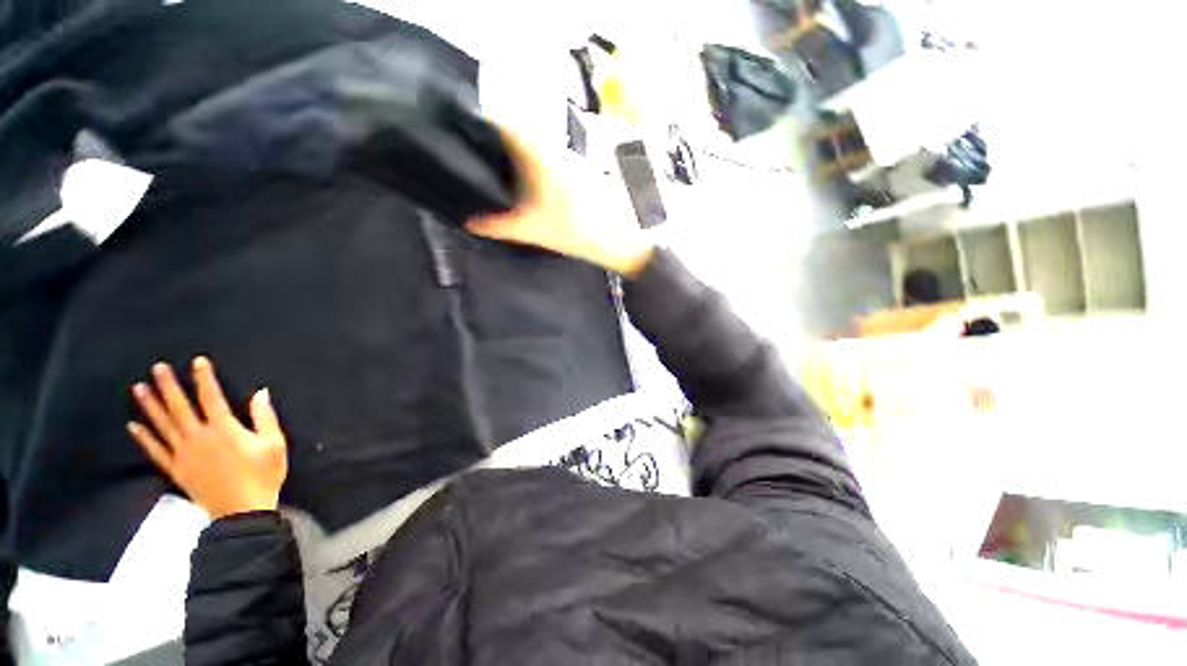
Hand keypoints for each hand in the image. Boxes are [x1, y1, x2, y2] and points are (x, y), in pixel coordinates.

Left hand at [128, 357, 287, 518]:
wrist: (242, 511)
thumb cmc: (263, 475)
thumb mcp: (274, 444)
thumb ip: (265, 417)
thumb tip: (260, 392)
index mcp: (225, 430)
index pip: (212, 398)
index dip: (204, 378)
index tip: (198, 362)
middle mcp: (199, 438)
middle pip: (180, 408)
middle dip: (168, 386)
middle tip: (157, 368)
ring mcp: (183, 454)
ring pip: (162, 425)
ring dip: (150, 406)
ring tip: (138, 388)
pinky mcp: (176, 469)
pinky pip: (155, 450)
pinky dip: (143, 437)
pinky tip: (133, 425)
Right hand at [466, 126, 655, 276]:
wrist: (621, 240)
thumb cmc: (578, 231)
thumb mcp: (534, 230)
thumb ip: (500, 226)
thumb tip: (470, 223)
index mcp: (543, 156)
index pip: (510, 123)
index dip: (486, 120)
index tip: (467, 128)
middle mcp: (558, 150)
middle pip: (522, 132)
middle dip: (499, 137)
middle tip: (476, 150)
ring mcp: (573, 159)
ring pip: (539, 144)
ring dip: (519, 150)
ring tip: (497, 165)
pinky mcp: (582, 171)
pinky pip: (552, 158)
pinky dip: (536, 163)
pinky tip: (527, 180)